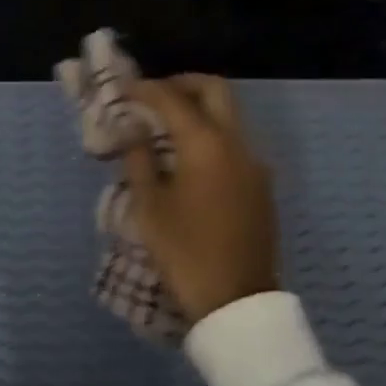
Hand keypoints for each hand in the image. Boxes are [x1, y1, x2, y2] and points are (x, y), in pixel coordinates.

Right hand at [123, 75, 278, 324]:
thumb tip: (133, 131)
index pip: (172, 98)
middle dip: (182, 84)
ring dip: (200, 109)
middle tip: (154, 97)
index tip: (123, 89)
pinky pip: (236, 142)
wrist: (237, 301)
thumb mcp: (149, 207)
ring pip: (230, 115)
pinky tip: (189, 158)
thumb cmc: (185, 253)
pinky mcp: (262, 184)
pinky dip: (212, 134)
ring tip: (167, 128)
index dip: (145, 89)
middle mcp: (237, 143)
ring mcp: (255, 163)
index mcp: (206, 145)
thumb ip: (139, 160)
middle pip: (215, 90)